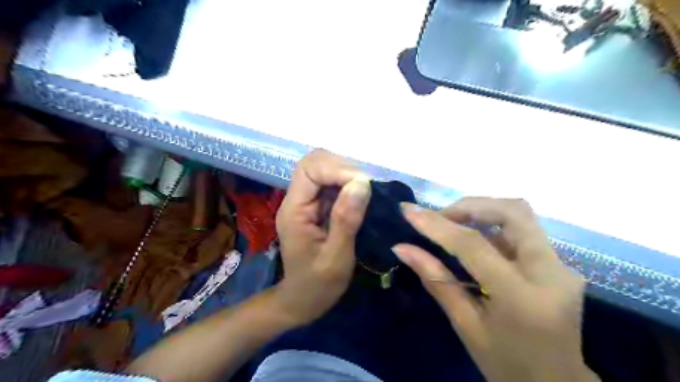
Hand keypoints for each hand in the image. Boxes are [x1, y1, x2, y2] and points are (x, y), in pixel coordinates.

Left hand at [274, 150, 369, 324]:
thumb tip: (362, 183)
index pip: (309, 170)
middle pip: (315, 163)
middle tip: (368, 187)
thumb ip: (346, 219)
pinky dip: (349, 185)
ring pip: (325, 170)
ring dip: (348, 175)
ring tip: (368, 191)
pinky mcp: (317, 207)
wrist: (302, 300)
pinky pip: (332, 185)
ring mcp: (307, 202)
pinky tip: (362, 197)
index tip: (364, 184)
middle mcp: (297, 200)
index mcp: (294, 211)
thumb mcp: (336, 257)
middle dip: (343, 168)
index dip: (337, 169)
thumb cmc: (317, 285)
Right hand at [393, 197, 599, 381]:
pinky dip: (493, 225)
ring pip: (520, 214)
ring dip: (482, 210)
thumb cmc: (506, 364)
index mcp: (522, 297)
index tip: (408, 211)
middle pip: (512, 211)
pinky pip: (523, 231)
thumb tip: (402, 248)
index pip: (474, 245)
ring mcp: (561, 266)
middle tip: (439, 217)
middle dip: (469, 206)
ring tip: (452, 223)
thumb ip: (435, 280)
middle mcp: (551, 273)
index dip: (438, 225)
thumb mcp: (465, 325)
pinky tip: (474, 239)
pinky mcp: (561, 264)